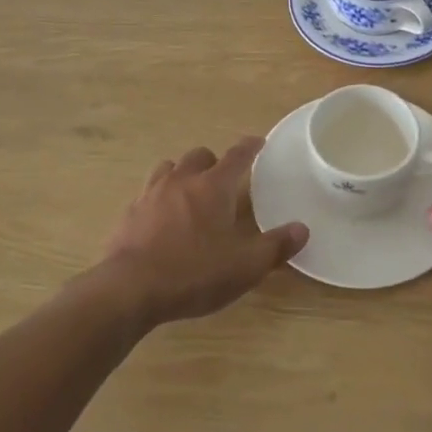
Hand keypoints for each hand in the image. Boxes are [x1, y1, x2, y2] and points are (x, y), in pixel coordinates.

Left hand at [97, 138, 307, 325]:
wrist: (130, 289)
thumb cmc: (194, 273)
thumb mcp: (245, 266)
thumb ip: (275, 246)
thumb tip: (302, 229)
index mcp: (213, 187)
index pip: (237, 156)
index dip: (250, 147)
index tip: (257, 142)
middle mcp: (181, 181)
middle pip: (199, 156)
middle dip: (213, 162)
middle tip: (222, 180)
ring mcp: (150, 194)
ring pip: (168, 168)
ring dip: (182, 174)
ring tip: (189, 192)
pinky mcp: (129, 213)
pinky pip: (147, 193)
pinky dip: (159, 197)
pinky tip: (161, 217)